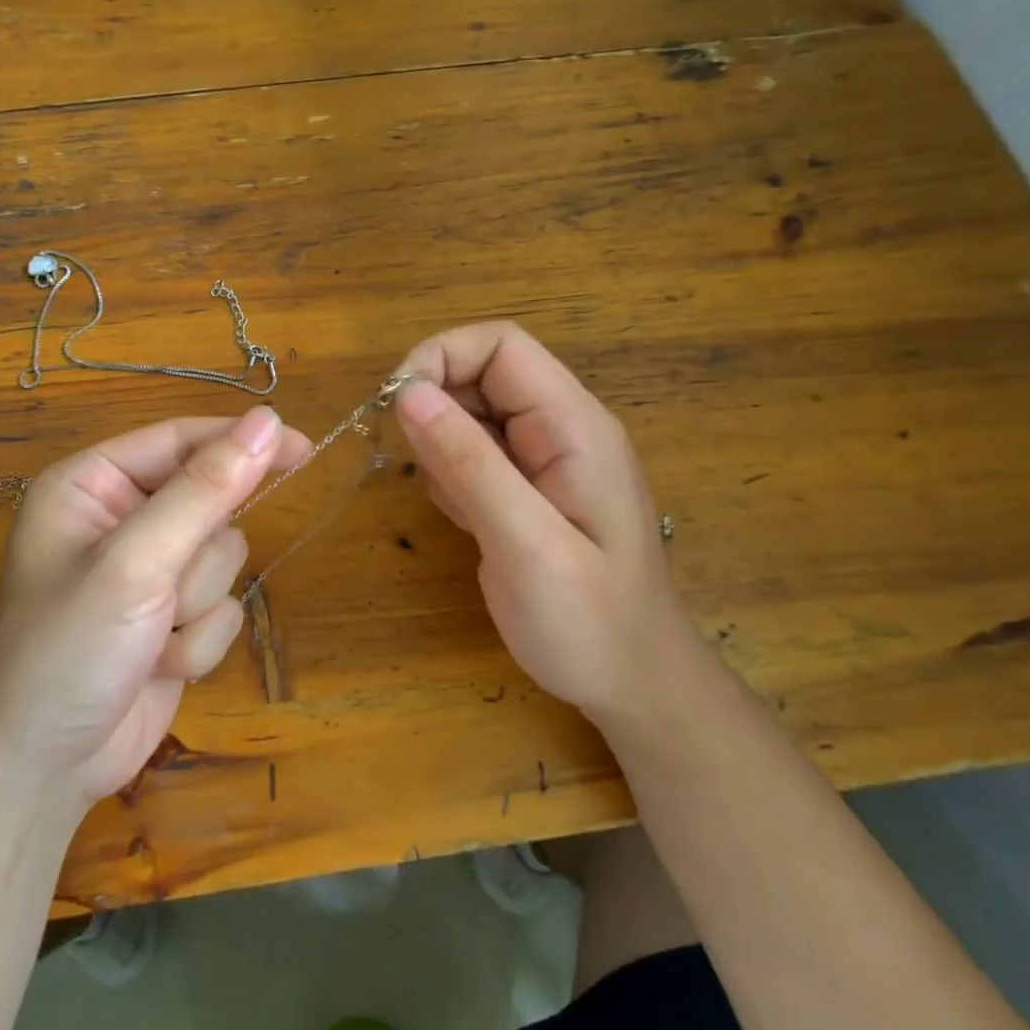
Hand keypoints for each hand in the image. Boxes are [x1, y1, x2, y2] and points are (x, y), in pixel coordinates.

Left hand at [0, 407, 306, 818]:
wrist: (40, 772)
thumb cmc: (67, 651)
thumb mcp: (136, 563)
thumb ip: (205, 490)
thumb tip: (269, 422)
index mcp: (94, 484)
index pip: (182, 439)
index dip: (241, 443)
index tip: (302, 448)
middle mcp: (122, 518)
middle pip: (212, 502)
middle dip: (198, 557)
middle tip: (163, 592)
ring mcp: (150, 572)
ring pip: (225, 558)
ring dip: (196, 605)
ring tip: (149, 636)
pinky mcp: (172, 618)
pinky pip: (224, 608)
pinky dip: (199, 641)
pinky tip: (157, 665)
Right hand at [392, 322, 690, 724]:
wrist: (633, 683)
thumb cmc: (589, 622)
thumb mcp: (526, 544)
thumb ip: (468, 463)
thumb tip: (408, 393)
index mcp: (573, 425)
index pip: (501, 345)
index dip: (441, 357)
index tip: (396, 405)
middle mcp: (559, 428)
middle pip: (481, 375)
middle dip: (436, 409)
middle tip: (423, 473)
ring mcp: (543, 459)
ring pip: (469, 416)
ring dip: (442, 451)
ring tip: (463, 514)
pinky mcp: (525, 488)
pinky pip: (472, 455)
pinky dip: (451, 479)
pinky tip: (470, 526)